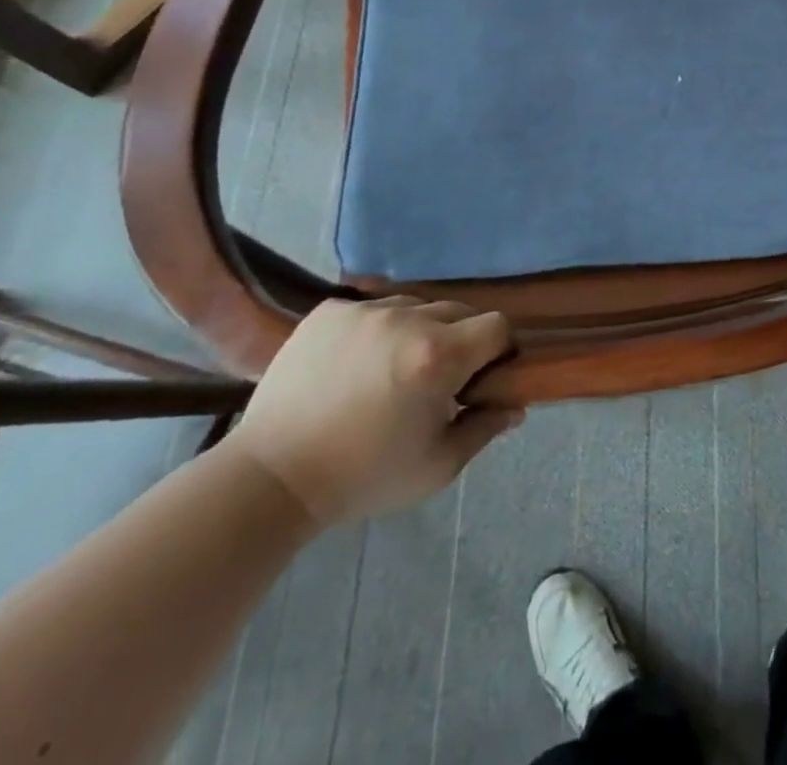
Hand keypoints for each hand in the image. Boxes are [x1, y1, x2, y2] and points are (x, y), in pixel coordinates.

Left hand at [228, 298, 522, 528]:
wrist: (270, 479)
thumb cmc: (363, 477)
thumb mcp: (436, 467)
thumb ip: (484, 429)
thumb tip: (515, 405)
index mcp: (439, 356)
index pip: (497, 326)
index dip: (498, 350)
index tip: (481, 376)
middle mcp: (407, 320)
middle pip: (459, 311)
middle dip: (459, 340)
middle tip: (436, 379)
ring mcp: (365, 310)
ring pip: (415, 307)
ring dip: (418, 331)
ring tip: (392, 370)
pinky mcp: (329, 311)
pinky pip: (372, 308)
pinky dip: (375, 330)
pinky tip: (356, 364)